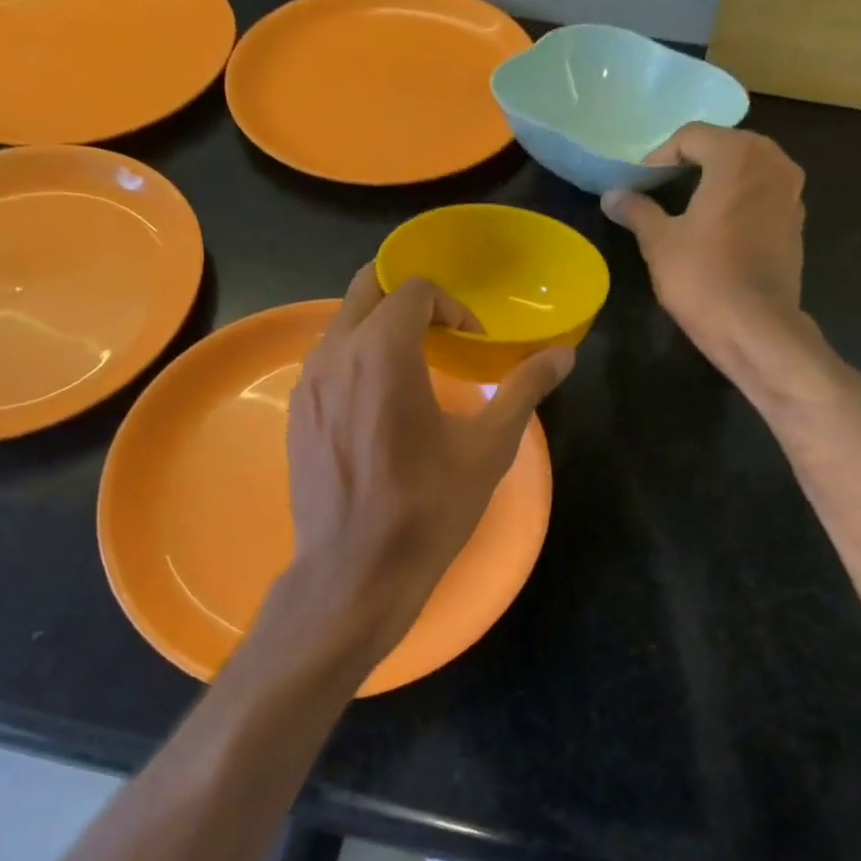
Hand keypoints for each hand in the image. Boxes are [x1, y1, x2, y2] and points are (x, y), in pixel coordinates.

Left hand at [277, 266, 574, 676]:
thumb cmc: (427, 508)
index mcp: (382, 352)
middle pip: (366, 289)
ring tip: (414, 362)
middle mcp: (335, 354)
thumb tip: (564, 355)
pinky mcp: (296, 414)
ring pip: (341, 325)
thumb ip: (524, 389)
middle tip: (441, 327)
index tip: (473, 341)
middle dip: (406, 296)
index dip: (451, 305)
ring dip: (378, 326)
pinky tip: (380, 402)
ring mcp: (308, 384)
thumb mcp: (488, 448)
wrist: (355, 570)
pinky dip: (355, 357)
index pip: (413, 290)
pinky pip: (326, 361)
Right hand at [602, 125, 832, 404]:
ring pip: (748, 169)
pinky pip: (762, 194)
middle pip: (725, 146)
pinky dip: (738, 200)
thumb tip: (612, 195)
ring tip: (687, 207)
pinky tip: (717, 228)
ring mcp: (791, 192)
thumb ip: (637, 211)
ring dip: (717, 179)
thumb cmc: (703, 278)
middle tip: (660, 189)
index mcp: (738, 156)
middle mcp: (773, 162)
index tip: (639, 184)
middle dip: (691, 162)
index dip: (659, 156)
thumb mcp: (659, 243)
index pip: (692, 136)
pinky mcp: (796, 221)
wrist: (755, 327)